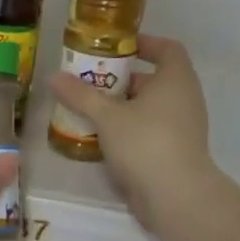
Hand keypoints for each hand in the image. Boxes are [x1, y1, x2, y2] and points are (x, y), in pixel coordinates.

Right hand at [46, 34, 215, 228]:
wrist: (176, 195)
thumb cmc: (145, 142)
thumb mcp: (107, 116)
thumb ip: (81, 95)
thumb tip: (54, 76)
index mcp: (176, 80)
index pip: (168, 49)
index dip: (145, 44)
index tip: (118, 48)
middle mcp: (185, 99)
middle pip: (156, 80)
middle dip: (124, 80)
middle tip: (93, 83)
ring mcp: (184, 128)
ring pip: (152, 108)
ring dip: (125, 107)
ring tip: (93, 111)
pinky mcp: (177, 152)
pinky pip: (152, 131)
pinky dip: (131, 130)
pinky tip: (104, 140)